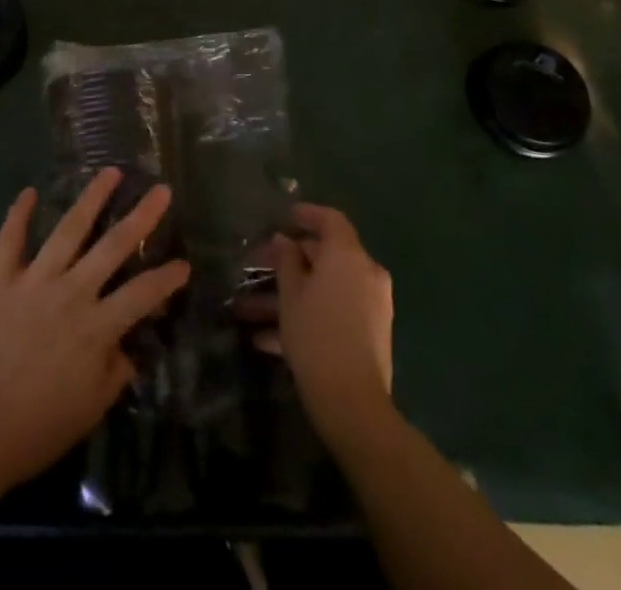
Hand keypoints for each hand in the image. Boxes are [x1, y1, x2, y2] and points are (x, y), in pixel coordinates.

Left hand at [0, 167, 190, 490]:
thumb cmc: (32, 430)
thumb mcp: (88, 411)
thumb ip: (113, 374)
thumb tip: (128, 349)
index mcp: (97, 327)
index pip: (143, 294)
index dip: (167, 278)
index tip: (184, 263)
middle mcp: (71, 292)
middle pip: (113, 246)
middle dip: (142, 216)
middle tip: (161, 189)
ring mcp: (33, 280)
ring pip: (68, 228)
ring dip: (91, 197)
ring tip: (110, 171)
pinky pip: (9, 239)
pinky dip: (18, 214)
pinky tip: (27, 191)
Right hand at [257, 202, 393, 445]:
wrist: (353, 404)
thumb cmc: (316, 336)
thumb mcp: (291, 295)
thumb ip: (286, 260)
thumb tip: (284, 240)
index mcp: (349, 255)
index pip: (330, 219)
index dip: (307, 214)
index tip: (285, 217)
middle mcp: (366, 273)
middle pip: (325, 256)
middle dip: (289, 262)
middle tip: (257, 267)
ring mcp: (372, 304)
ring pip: (325, 288)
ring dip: (290, 296)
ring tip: (249, 311)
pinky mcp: (370, 333)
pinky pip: (334, 312)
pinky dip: (307, 317)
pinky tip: (267, 339)